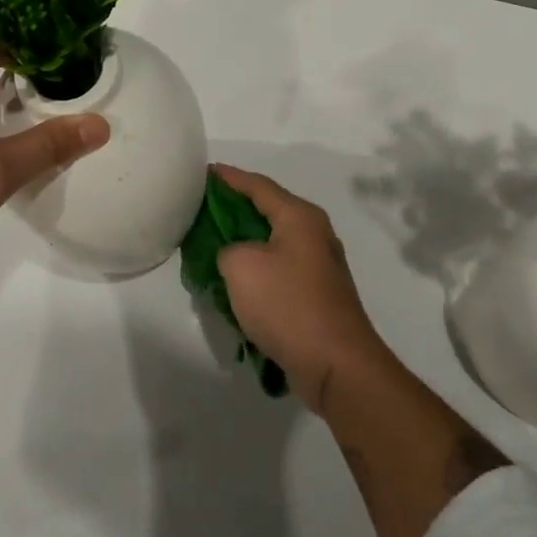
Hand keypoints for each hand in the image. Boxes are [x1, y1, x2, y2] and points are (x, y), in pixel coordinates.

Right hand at [212, 164, 390, 415]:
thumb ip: (227, 248)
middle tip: (201, 210)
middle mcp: (314, 234)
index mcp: (300, 216)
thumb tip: (234, 255)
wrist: (335, 363)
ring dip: (243, 244)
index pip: (258, 185)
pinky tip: (234, 284)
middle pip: (267, 211)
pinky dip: (256, 271)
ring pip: (272, 243)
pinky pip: (278, 270)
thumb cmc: (287, 303)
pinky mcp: (316, 295)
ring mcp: (318, 266)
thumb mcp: (241, 266)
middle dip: (233, 210)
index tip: (203, 173)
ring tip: (211, 246)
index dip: (229, 178)